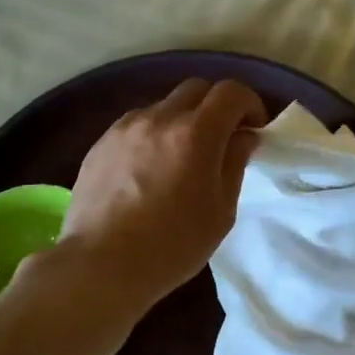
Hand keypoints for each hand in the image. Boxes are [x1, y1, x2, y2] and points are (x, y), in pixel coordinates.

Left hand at [56, 77, 266, 312]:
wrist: (100, 266)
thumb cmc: (171, 246)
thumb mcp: (220, 211)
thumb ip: (235, 164)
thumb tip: (244, 137)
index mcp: (195, 133)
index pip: (231, 92)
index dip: (249, 103)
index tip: (254, 128)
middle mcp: (160, 118)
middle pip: (197, 88)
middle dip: (216, 105)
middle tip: (223, 137)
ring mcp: (125, 127)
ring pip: (164, 105)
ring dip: (183, 119)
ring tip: (182, 155)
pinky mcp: (101, 141)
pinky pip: (137, 123)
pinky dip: (153, 133)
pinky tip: (149, 168)